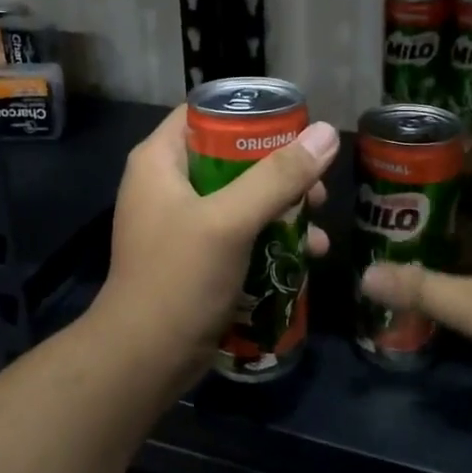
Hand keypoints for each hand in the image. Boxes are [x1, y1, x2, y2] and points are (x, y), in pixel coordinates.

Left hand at [93, 105, 336, 387]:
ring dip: (282, 208)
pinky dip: (270, 238)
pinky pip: (239, 232)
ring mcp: (181, 222)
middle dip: (279, 170)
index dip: (251, 114)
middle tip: (317, 185)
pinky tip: (306, 256)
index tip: (297, 126)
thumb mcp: (230, 221)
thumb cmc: (179, 278)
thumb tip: (326, 133)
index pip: (206, 113)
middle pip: (231, 157)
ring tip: (319, 225)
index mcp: (160, 161)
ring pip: (241, 197)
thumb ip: (278, 177)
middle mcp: (167, 184)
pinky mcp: (196, 256)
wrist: (145, 359)